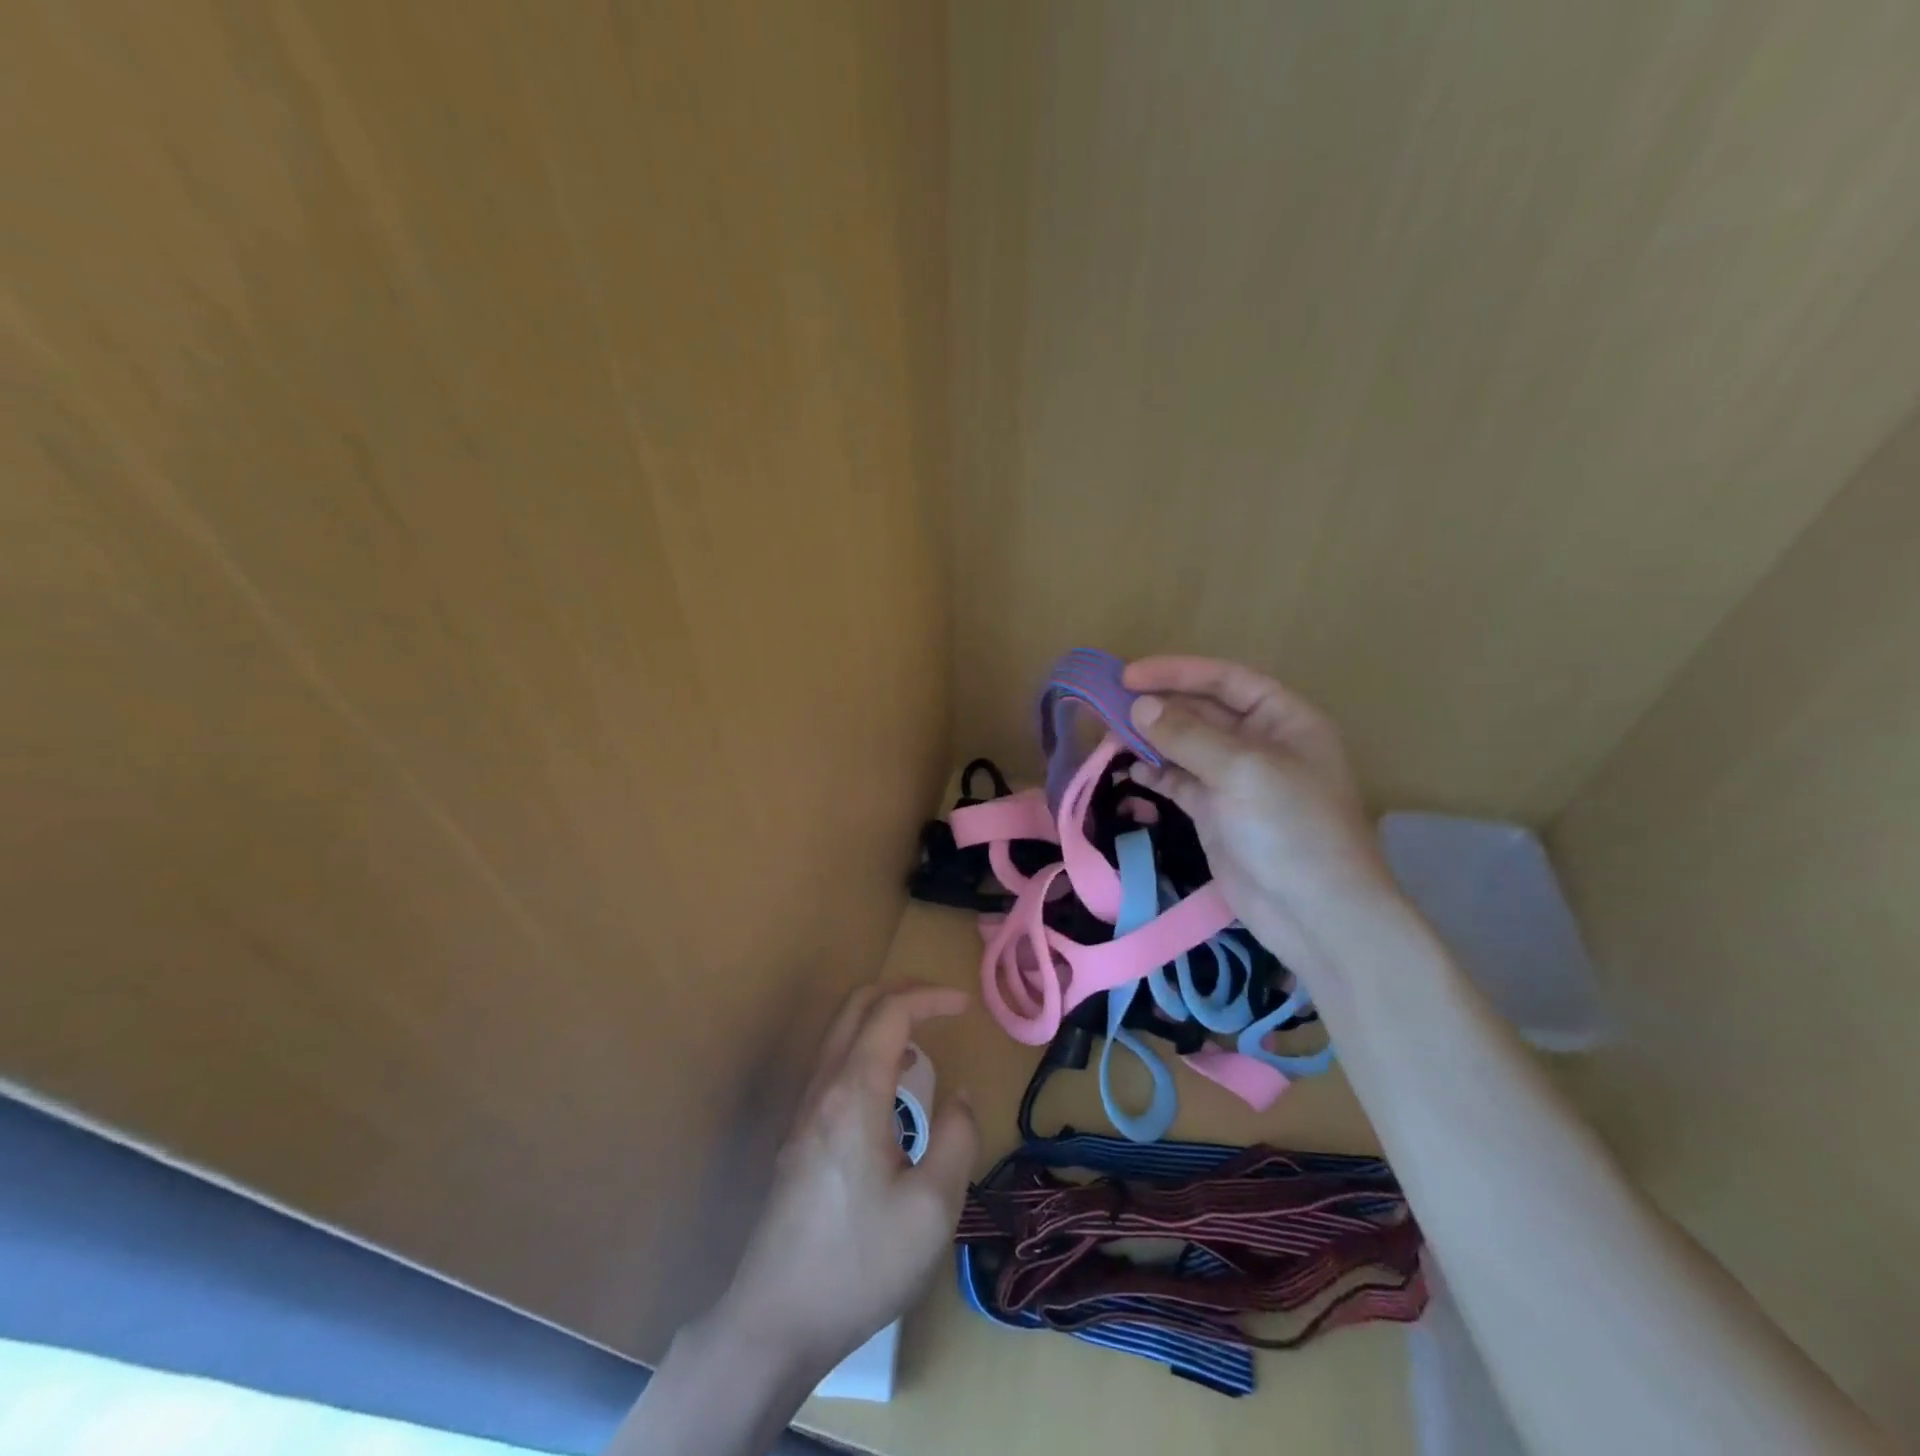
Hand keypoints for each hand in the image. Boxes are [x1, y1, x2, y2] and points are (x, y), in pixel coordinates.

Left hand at [710, 982, 978, 1380]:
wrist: (774, 1321)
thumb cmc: (859, 1264)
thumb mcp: (933, 1210)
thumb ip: (957, 1139)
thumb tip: (959, 1098)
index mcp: (855, 1093)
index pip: (891, 1012)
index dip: (931, 997)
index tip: (966, 1005)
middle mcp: (824, 1087)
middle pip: (857, 1004)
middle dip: (903, 991)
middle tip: (943, 1003)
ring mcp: (805, 1109)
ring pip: (840, 1031)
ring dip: (882, 1016)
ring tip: (923, 1037)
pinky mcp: (799, 1134)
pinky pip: (834, 1061)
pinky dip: (867, 1045)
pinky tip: (891, 1083)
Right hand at [1123, 656, 1400, 992]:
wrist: (1315, 914)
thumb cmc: (1292, 828)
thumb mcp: (1243, 771)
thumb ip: (1188, 735)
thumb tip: (1139, 707)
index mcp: (1283, 719)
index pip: (1225, 680)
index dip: (1176, 672)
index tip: (1127, 676)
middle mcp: (1260, 743)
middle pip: (1201, 711)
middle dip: (1158, 706)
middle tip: (1106, 706)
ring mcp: (1236, 780)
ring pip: (1185, 746)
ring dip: (1150, 739)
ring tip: (1109, 737)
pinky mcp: (1216, 813)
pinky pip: (1180, 781)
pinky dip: (1154, 773)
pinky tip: (1129, 771)